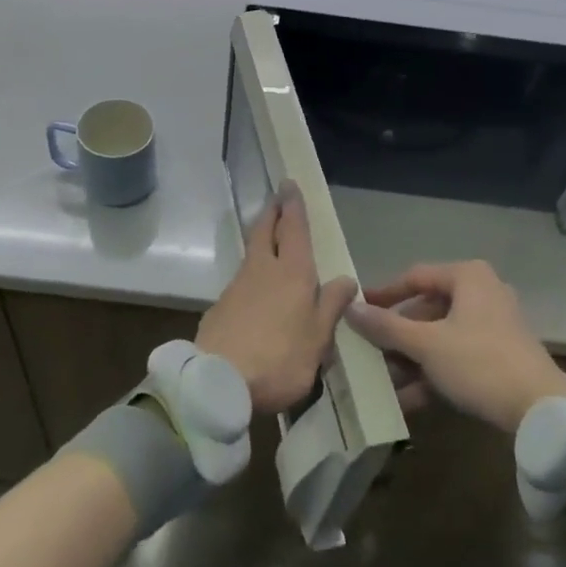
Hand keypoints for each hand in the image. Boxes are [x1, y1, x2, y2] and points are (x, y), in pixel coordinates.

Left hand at [198, 182, 358, 413]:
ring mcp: (237, 286)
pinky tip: (257, 289)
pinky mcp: (220, 306)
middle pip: (265, 231)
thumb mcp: (318, 340)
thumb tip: (346, 278)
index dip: (293, 206)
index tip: (289, 184)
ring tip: (271, 240)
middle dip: (272, 212)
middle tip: (277, 198)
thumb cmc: (280, 359)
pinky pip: (242, 279)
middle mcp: (263, 270)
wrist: (219, 382)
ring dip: (261, 239)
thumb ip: (331, 306)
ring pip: (252, 253)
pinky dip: (252, 272)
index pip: (293, 229)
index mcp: (292, 273)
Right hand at [345, 260, 565, 432]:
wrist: (541, 410)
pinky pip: (457, 356)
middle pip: (427, 309)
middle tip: (369, 353)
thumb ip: (386, 326)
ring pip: (440, 336)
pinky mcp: (500, 355)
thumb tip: (350, 307)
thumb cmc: (479, 362)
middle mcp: (482, 292)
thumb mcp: (426, 344)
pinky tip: (408, 399)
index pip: (414, 277)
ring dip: (411, 359)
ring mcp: (494, 325)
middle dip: (397, 336)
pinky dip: (433, 372)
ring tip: (383, 381)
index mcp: (468, 277)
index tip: (358, 312)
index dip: (383, 295)